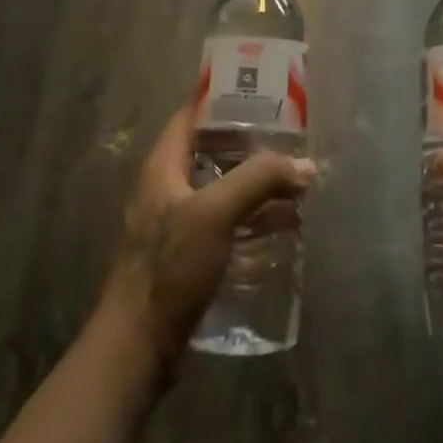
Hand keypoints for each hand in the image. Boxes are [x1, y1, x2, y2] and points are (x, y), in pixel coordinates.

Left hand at [98, 106, 316, 364]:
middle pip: (211, 154)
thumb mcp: (216, 213)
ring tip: (295, 184)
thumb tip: (304, 164)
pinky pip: (225, 225)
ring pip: (221, 191)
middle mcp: (167, 190)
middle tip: (289, 142)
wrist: (138, 346)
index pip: (191, 118)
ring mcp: (177, 226)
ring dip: (255, 186)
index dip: (222, 102)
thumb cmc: (170, 267)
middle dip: (250, 148)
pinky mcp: (189, 257)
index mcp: (163, 168)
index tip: (261, 97)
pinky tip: (281, 228)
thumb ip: (259, 181)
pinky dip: (251, 220)